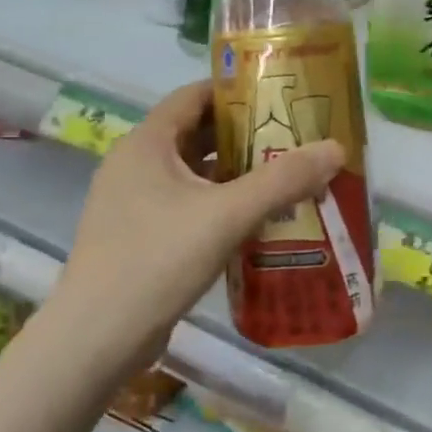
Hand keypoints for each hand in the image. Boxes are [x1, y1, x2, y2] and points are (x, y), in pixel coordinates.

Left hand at [55, 81, 343, 343]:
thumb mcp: (227, 215)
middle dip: (245, 134)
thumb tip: (336, 148)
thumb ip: (283, 179)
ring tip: (285, 174)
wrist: (95, 340)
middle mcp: (135, 164)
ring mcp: (133, 202)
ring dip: (235, 171)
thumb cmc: (156, 261)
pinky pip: (187, 203)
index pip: (194, 95)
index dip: (236, 91)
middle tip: (294, 137)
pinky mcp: (139, 235)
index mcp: (146, 143)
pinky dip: (220, 202)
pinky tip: (256, 219)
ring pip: (193, 172)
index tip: (280, 96)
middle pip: (196, 132)